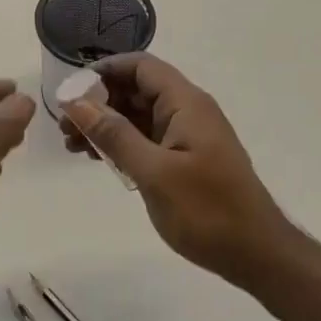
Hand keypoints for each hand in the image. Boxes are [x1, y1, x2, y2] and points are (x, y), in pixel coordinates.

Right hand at [60, 53, 293, 287]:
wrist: (256, 254)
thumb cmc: (207, 210)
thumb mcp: (154, 172)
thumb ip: (114, 135)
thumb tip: (77, 102)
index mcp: (185, 103)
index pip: (140, 66)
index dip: (104, 71)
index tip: (71, 91)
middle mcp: (186, 111)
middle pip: (136, 89)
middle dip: (98, 101)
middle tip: (64, 126)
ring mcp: (186, 136)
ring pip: (138, 116)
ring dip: (105, 125)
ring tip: (72, 145)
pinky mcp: (184, 159)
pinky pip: (146, 139)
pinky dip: (121, 144)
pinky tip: (97, 159)